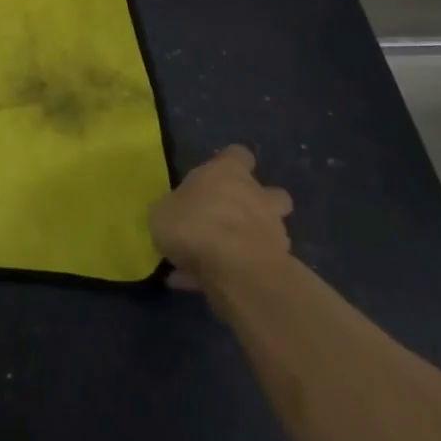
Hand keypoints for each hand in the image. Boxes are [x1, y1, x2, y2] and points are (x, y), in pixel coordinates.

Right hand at [149, 144, 293, 294]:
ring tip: (218, 260)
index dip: (229, 164)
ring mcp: (273, 231)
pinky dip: (238, 273)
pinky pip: (255, 265)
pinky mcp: (279, 265)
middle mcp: (257, 196)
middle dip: (256, 205)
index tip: (215, 177)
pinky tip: (210, 286)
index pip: (237, 155)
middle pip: (270, 194)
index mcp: (228, 172)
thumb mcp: (162, 212)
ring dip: (249, 240)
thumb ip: (173, 209)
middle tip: (229, 219)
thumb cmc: (194, 225)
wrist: (236, 270)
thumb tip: (174, 213)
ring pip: (267, 231)